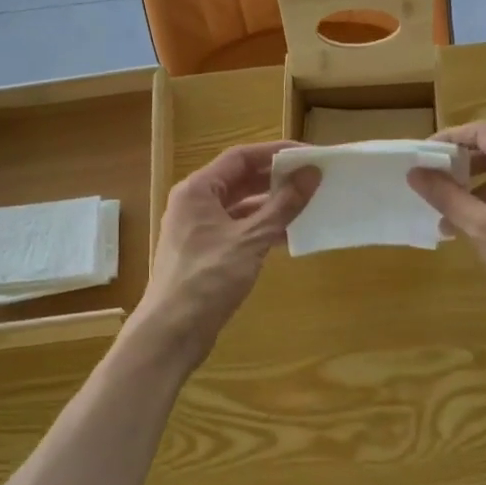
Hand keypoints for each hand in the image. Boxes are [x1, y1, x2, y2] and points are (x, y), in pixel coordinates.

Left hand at [137, 142, 319, 361]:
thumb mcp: (251, 239)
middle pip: (240, 179)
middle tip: (313, 179)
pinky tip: (289, 235)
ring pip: (240, 206)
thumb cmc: (208, 279)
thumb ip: (283, 205)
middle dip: (276, 179)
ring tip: (308, 205)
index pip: (241, 157)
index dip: (276, 152)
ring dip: (272, 205)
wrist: (172, 331)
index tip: (309, 155)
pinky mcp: (205, 253)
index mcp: (197, 190)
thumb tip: (311, 174)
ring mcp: (198, 229)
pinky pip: (238, 229)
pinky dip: (261, 229)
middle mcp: (195, 203)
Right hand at [407, 121, 485, 338]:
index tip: (424, 157)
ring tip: (453, 221)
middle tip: (434, 189)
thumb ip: (448, 197)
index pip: (483, 132)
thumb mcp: (484, 229)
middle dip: (464, 169)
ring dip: (481, 190)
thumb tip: (416, 173)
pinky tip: (485, 230)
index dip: (450, 139)